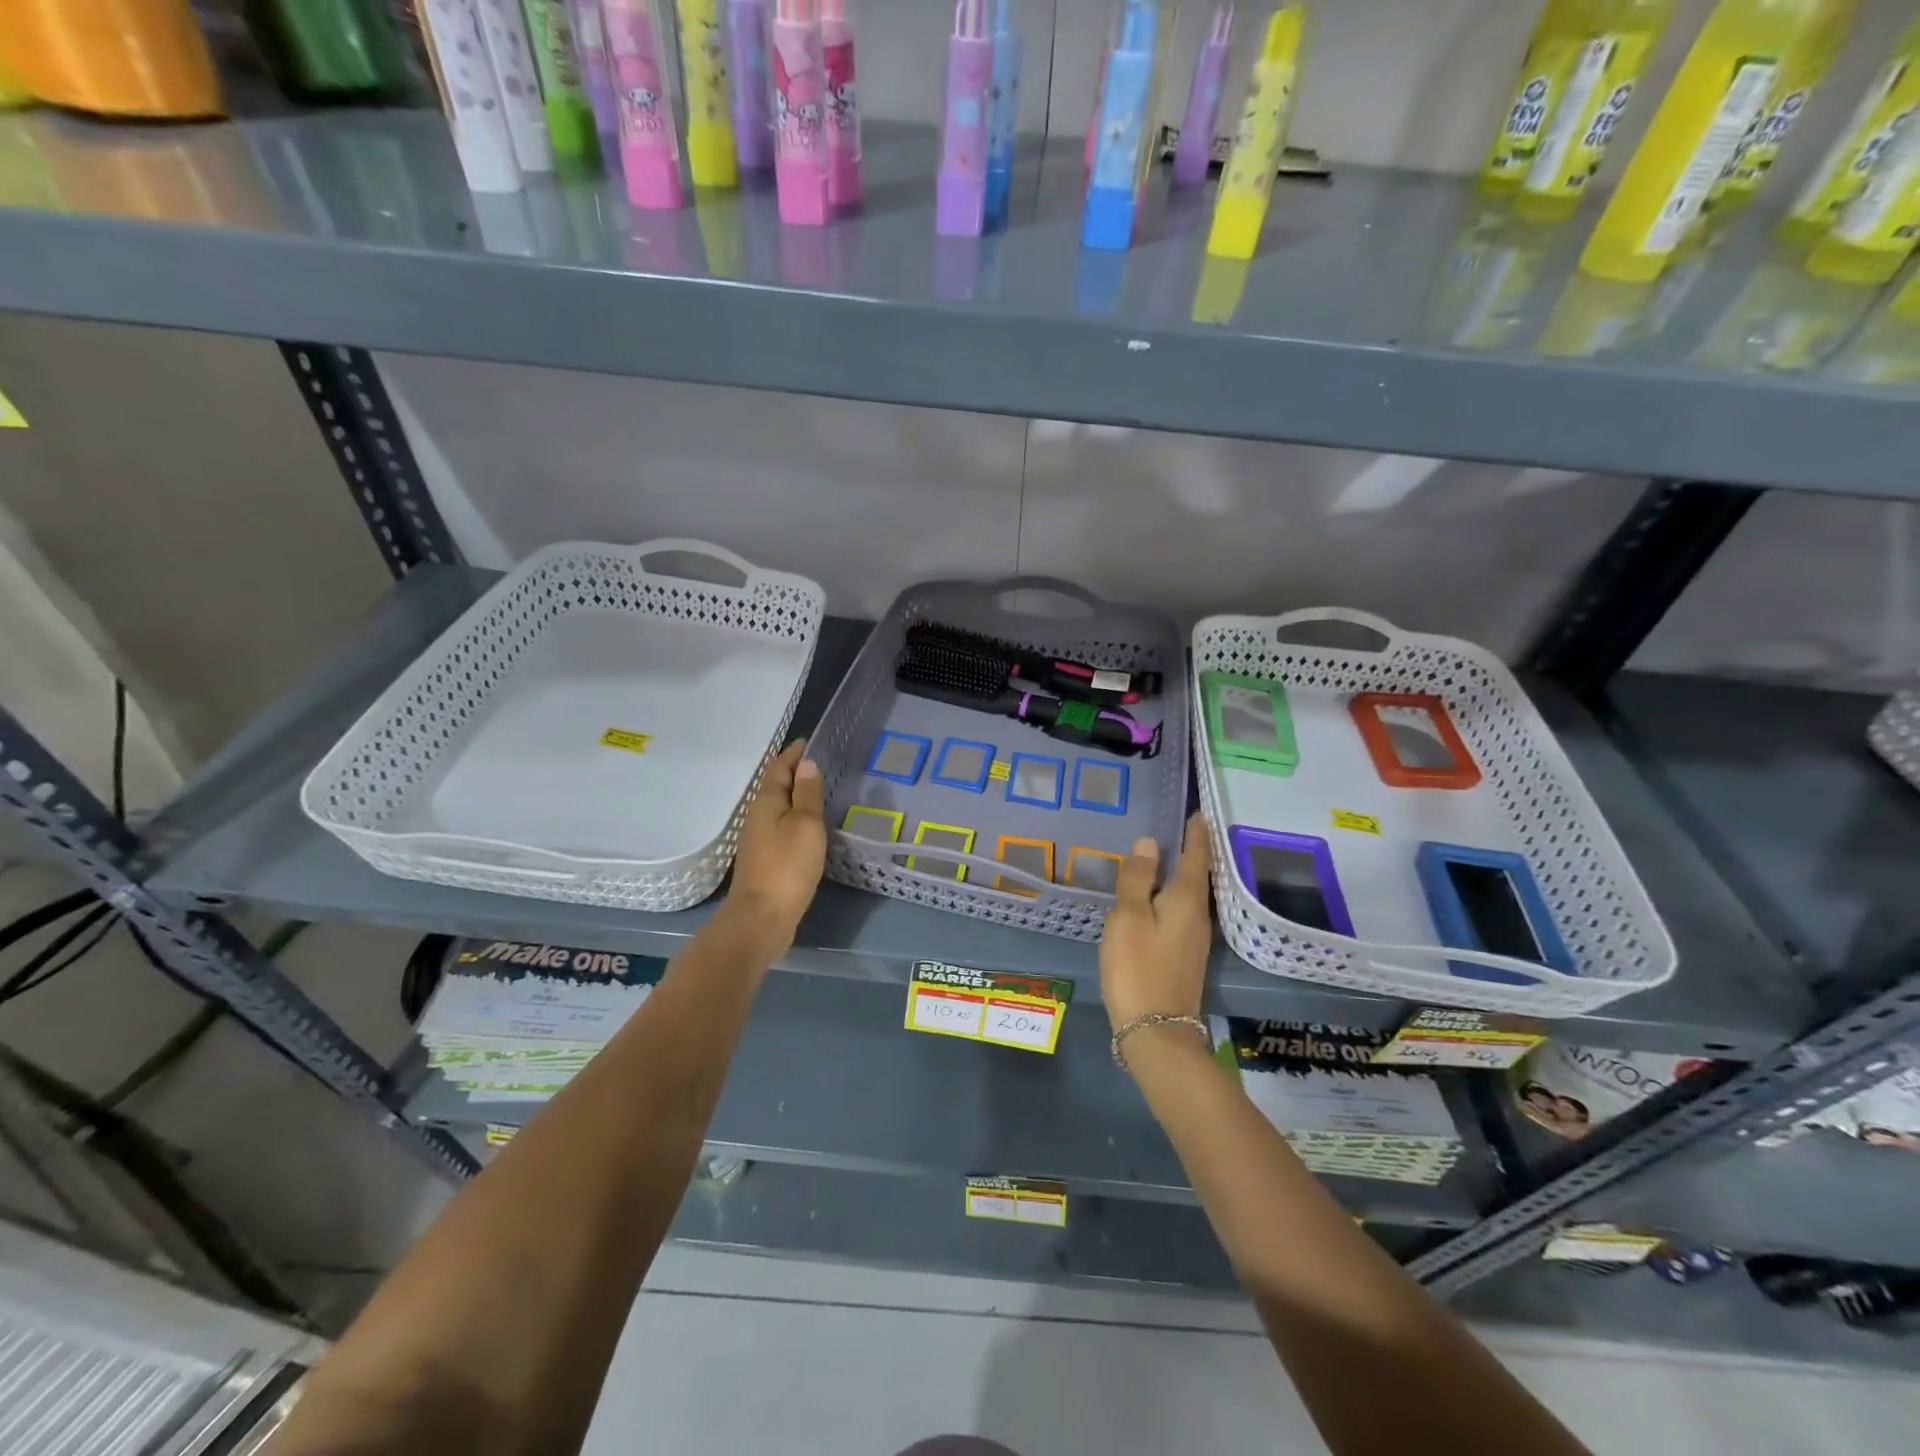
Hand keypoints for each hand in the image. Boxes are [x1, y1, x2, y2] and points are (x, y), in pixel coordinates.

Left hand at [726, 740, 826, 951]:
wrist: (762, 917)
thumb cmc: (788, 866)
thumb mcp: (806, 824)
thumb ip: (808, 793)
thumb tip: (807, 764)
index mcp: (766, 802)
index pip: (778, 768)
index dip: (792, 754)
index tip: (807, 742)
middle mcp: (757, 816)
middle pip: (774, 785)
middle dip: (792, 772)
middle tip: (816, 763)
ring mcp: (758, 839)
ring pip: (776, 807)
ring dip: (793, 795)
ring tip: (815, 790)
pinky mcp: (764, 859)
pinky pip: (779, 826)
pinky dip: (793, 816)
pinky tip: (807, 826)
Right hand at [1099, 814, 1213, 1033]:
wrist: (1156, 1031)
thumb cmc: (1138, 968)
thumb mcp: (1128, 918)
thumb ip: (1137, 879)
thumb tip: (1149, 842)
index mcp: (1186, 900)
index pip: (1197, 857)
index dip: (1197, 833)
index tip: (1199, 812)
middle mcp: (1199, 916)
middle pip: (1200, 875)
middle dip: (1194, 850)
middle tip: (1184, 826)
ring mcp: (1195, 938)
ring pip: (1193, 895)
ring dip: (1186, 873)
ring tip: (1172, 854)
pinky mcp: (1186, 955)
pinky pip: (1185, 912)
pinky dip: (1176, 894)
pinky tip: (1161, 897)